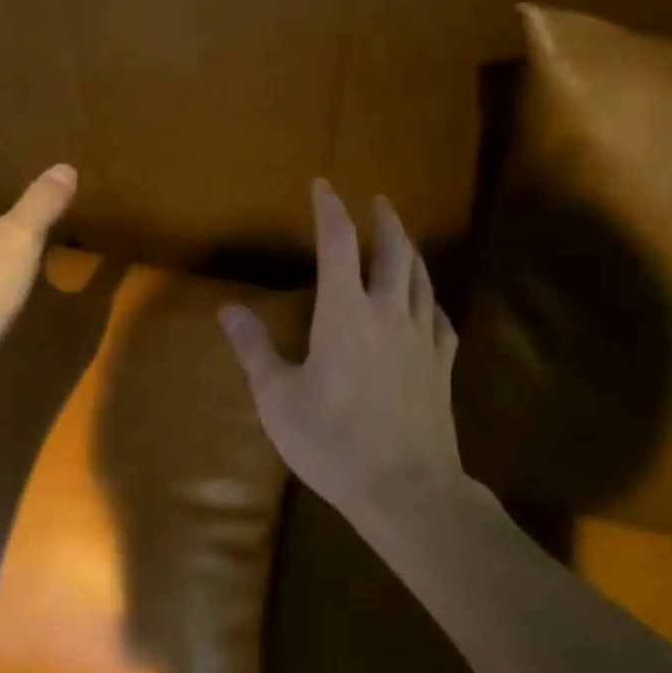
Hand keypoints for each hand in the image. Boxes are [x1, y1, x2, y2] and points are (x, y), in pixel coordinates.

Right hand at [220, 179, 462, 532]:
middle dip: (384, 220)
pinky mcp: (443, 366)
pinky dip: (432, 301)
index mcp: (345, 314)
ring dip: (411, 252)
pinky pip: (441, 320)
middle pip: (394, 251)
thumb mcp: (278, 399)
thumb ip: (254, 350)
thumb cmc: (332, 443)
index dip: (329, 209)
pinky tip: (429, 305)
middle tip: (377, 201)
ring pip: (422, 279)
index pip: (338, 244)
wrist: (405, 487)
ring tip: (403, 239)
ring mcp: (423, 339)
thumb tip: (228, 309)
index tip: (323, 186)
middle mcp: (388, 313)